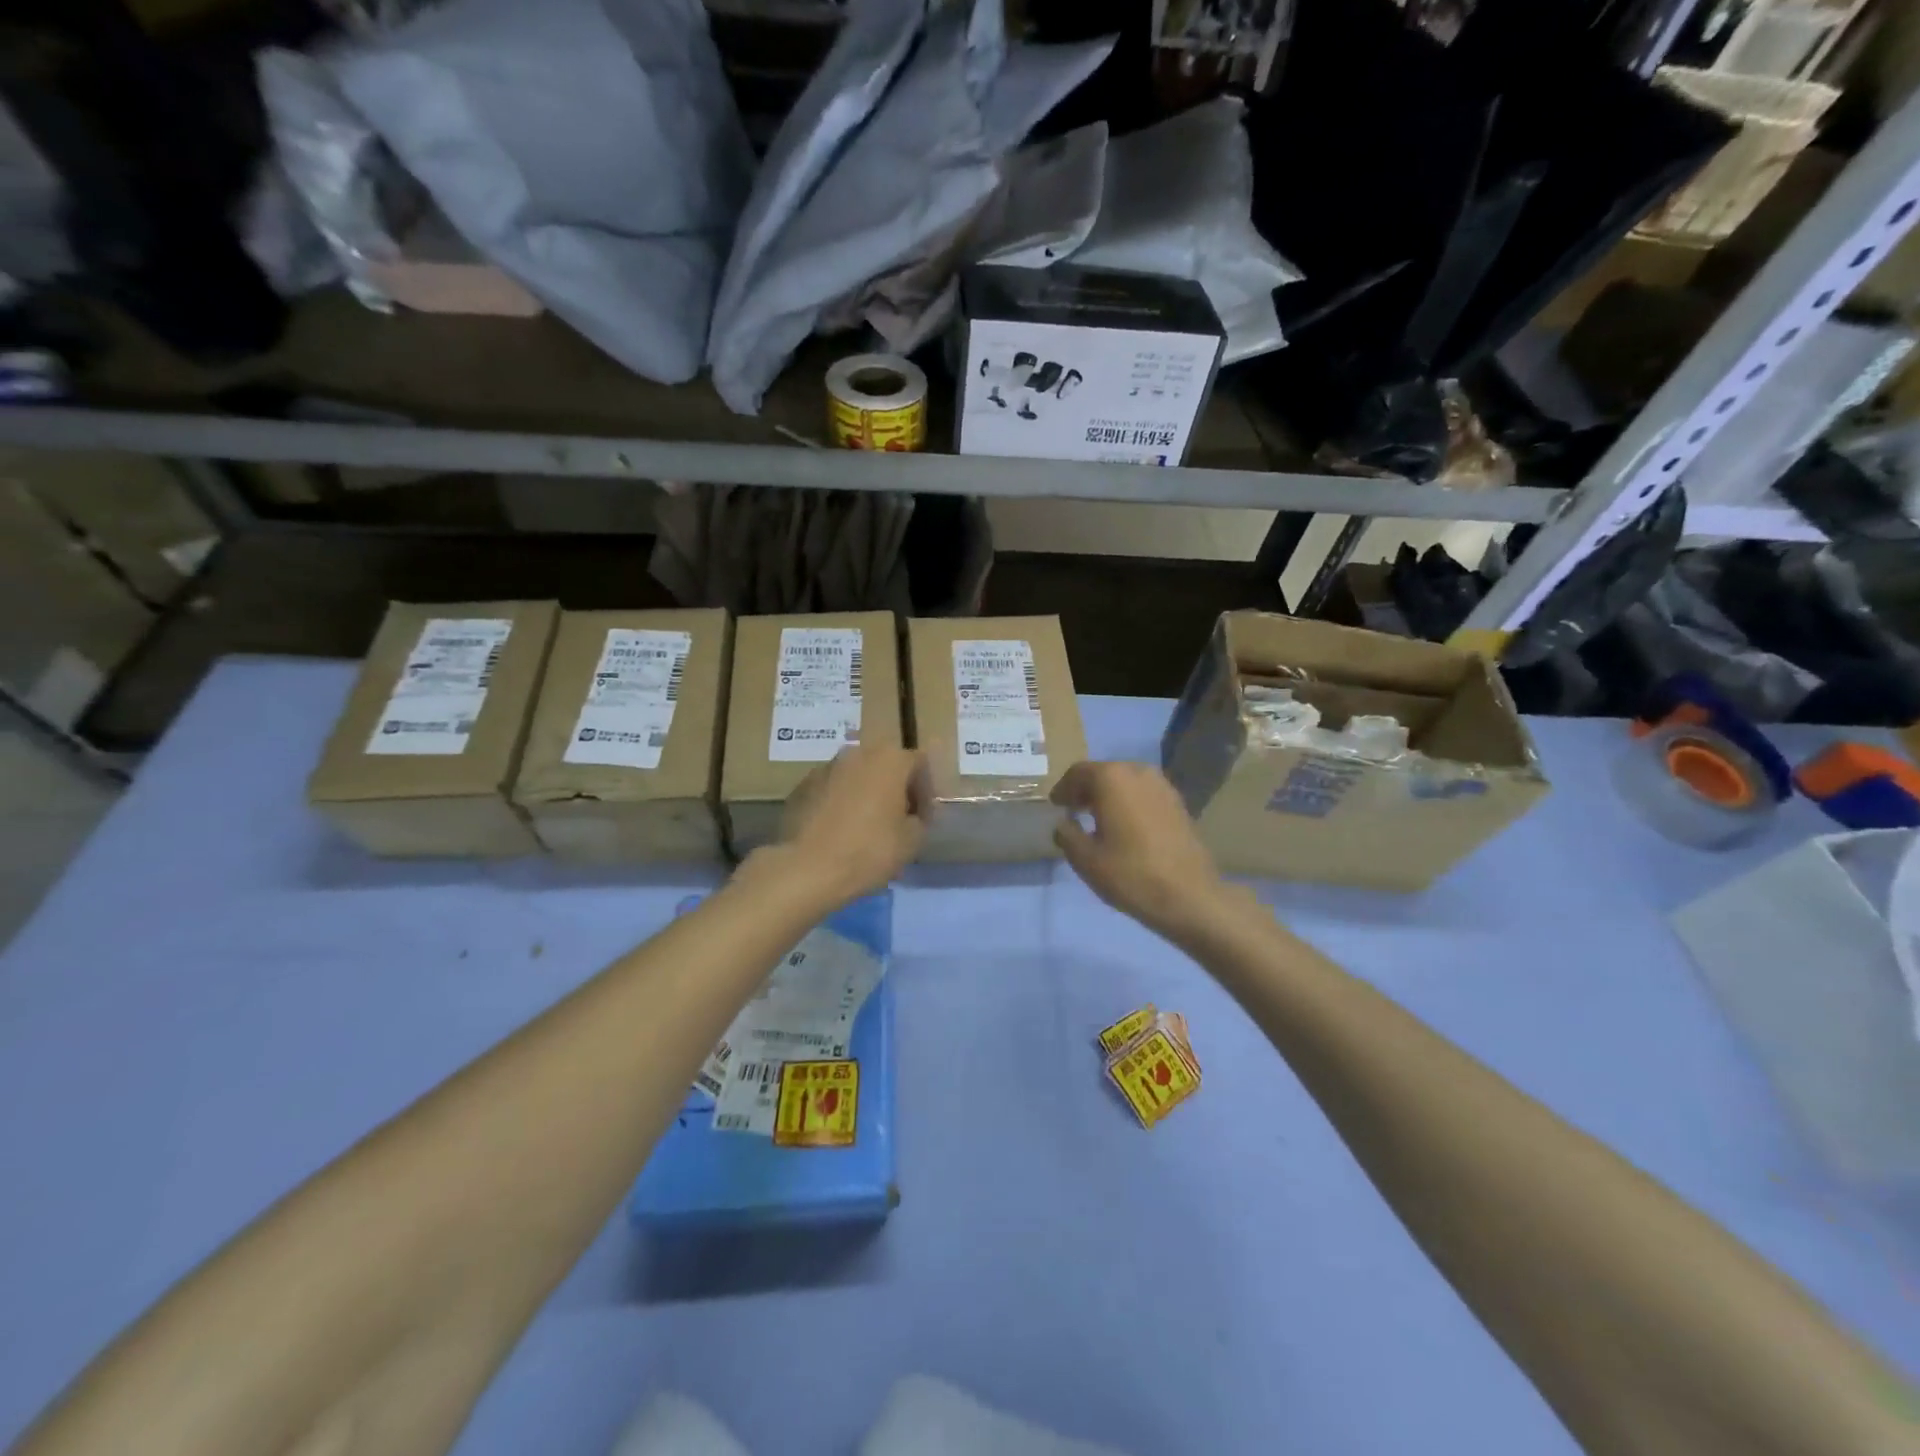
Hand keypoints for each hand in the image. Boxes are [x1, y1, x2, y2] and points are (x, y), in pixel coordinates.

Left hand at [769, 745, 930, 905]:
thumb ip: (920, 820)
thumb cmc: (868, 850)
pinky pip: (831, 790)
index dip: (926, 792)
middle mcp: (857, 753)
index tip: (923, 820)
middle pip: (885, 766)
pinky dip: (840, 804)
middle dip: (895, 790)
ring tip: (866, 828)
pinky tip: (839, 832)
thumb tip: (912, 816)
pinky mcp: (801, 786)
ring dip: (866, 795)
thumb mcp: (912, 841)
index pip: (919, 764)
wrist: (806, 868)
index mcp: (889, 759)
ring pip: (856, 777)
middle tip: (897, 821)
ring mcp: (825, 767)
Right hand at [1051, 761, 1243, 943]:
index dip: (1063, 789)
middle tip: (1073, 811)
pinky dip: (1129, 803)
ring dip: (1109, 796)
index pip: (1078, 772)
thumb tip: (1064, 823)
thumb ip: (1066, 834)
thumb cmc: (1130, 874)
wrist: (1189, 896)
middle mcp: (1138, 771)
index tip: (1055, 805)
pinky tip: (1125, 827)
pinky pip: (1144, 794)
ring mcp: (1163, 785)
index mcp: (1111, 778)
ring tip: (1098, 820)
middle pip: (1104, 773)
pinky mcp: (1178, 803)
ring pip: (1126, 782)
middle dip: (1086, 790)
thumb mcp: (1085, 859)